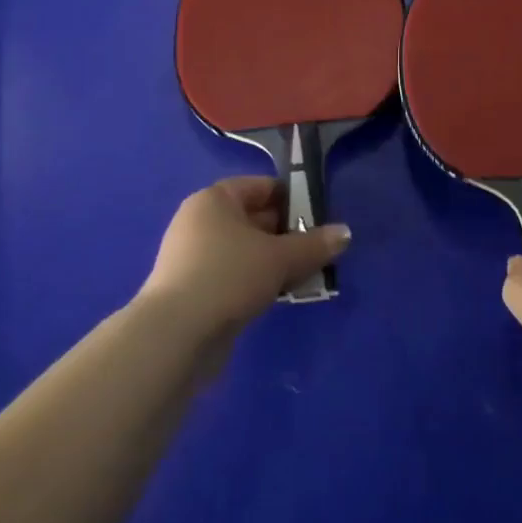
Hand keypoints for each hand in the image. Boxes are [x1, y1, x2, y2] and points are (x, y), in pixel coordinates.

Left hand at [139, 176, 349, 341]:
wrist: (176, 335)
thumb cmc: (229, 276)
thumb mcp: (280, 258)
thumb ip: (314, 245)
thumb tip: (345, 233)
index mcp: (215, 199)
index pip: (261, 187)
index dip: (292, 199)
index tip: (320, 219)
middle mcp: (200, 221)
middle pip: (253, 218)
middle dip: (288, 234)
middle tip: (319, 251)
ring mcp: (193, 256)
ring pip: (245, 250)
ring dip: (275, 261)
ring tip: (306, 276)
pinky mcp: (193, 289)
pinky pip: (233, 275)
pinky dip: (256, 281)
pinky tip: (279, 296)